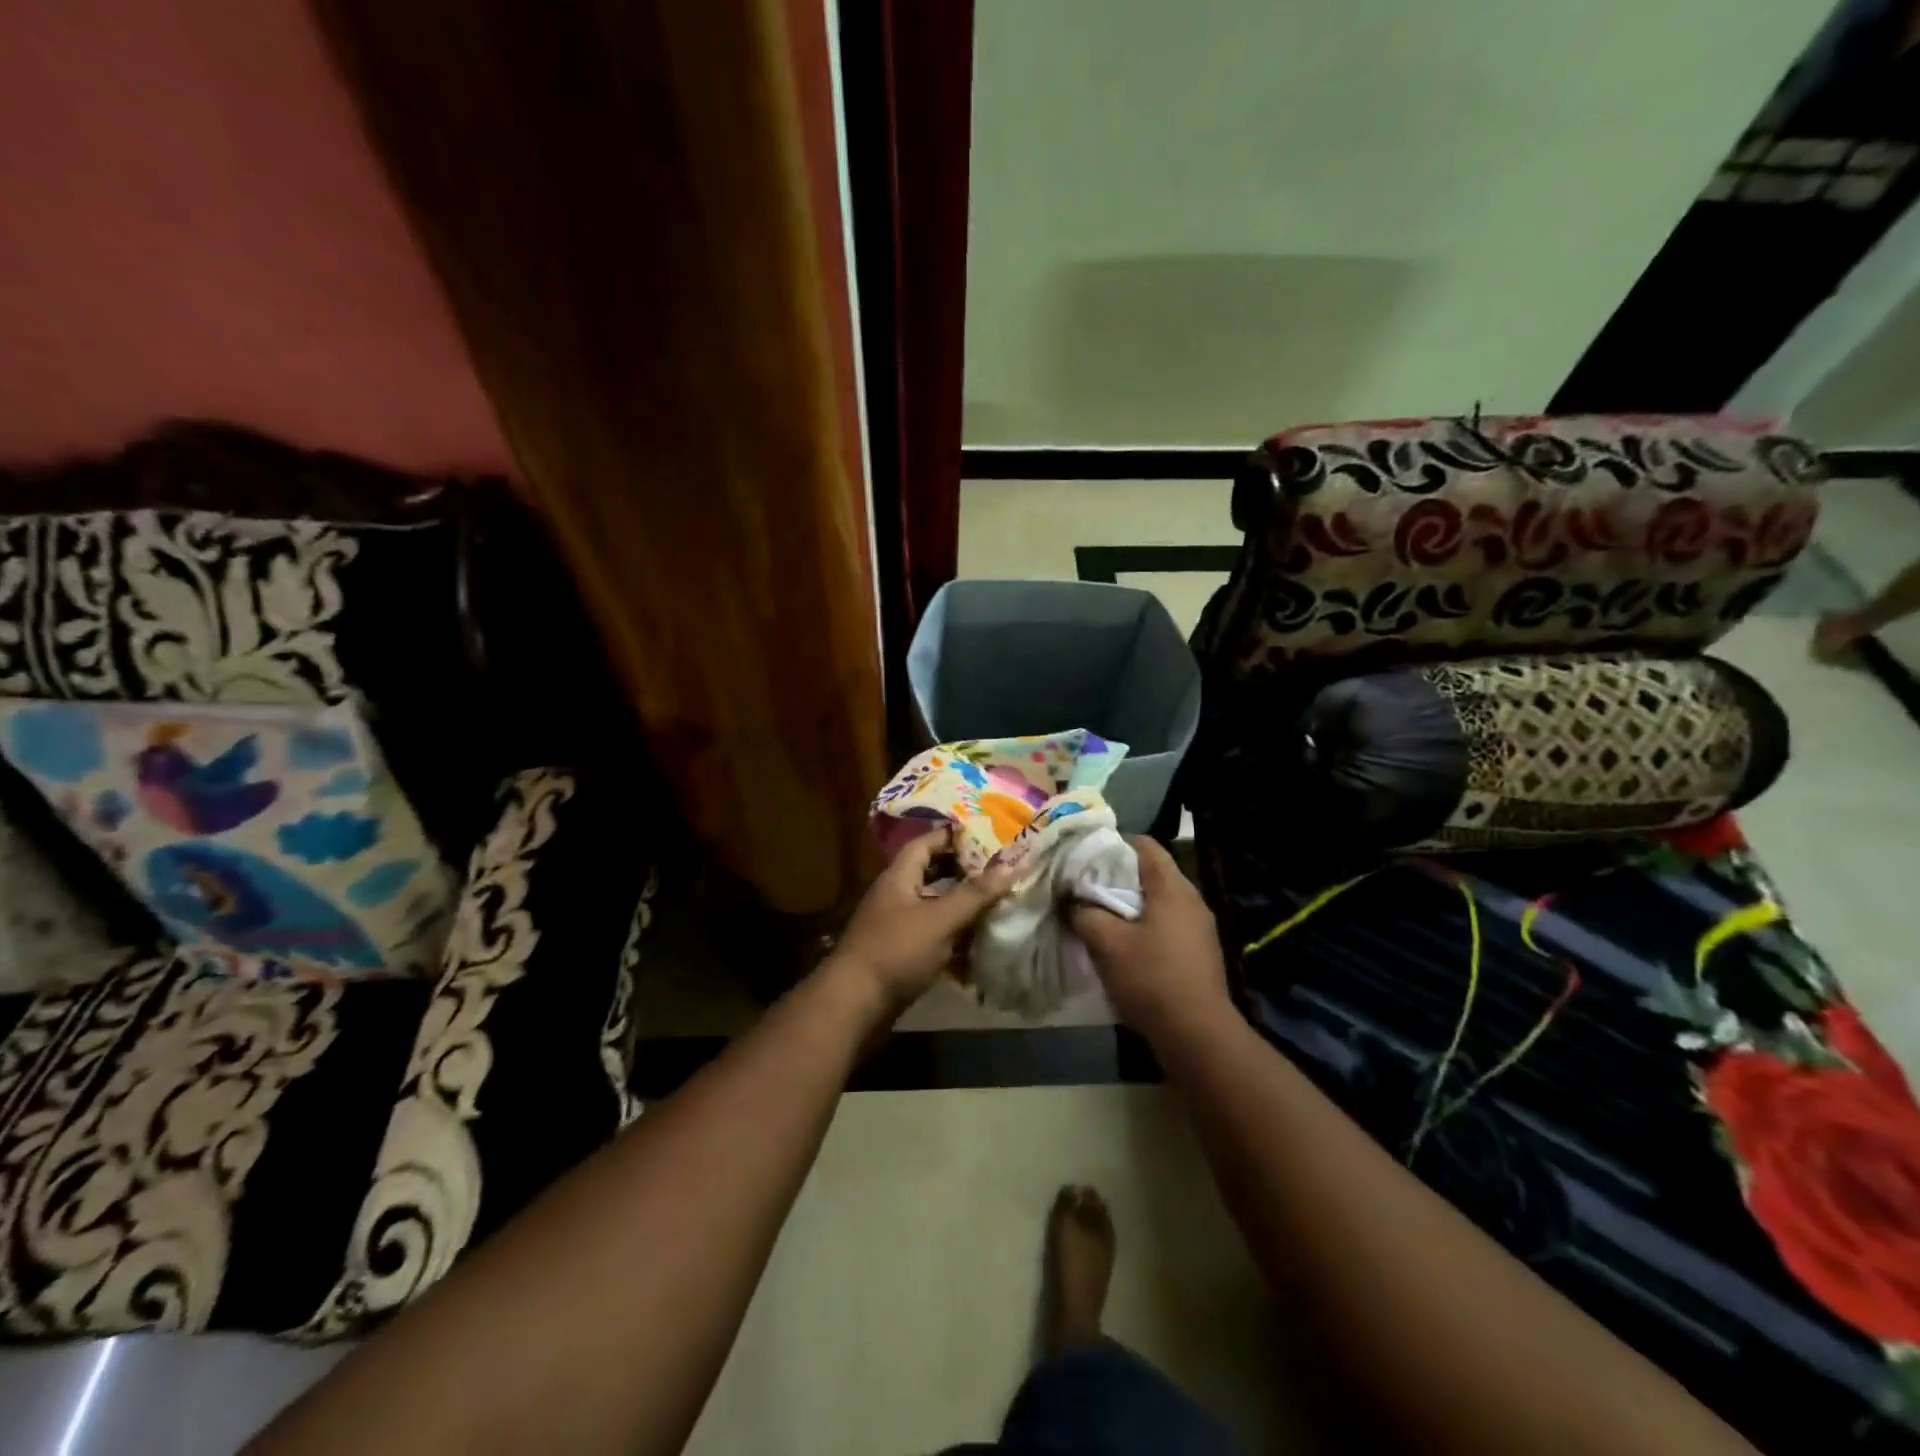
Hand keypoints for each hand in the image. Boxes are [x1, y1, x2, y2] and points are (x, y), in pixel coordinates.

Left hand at [827, 830, 1015, 1020]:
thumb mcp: (940, 919)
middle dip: (964, 874)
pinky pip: (933, 939)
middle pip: (932, 874)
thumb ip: (975, 894)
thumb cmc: (897, 950)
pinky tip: (979, 951)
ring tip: (996, 908)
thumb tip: (1012, 864)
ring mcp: (897, 927)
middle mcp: (897, 896)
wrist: (856, 1004)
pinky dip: (954, 942)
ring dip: (962, 909)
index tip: (985, 835)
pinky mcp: (902, 955)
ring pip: (935, 908)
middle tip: (998, 872)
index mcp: (900, 877)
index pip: (925, 842)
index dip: (952, 836)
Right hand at [1070, 837, 1231, 1042]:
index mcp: (1173, 887)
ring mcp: (1198, 928)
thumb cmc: (1152, 978)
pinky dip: (1141, 927)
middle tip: (1082, 886)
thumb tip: (1069, 899)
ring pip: (1156, 902)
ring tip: (1095, 915)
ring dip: (1127, 906)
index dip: (1112, 844)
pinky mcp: (1197, 952)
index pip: (1144, 845)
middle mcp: (1190, 900)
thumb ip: (1084, 913)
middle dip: (1114, 877)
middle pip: (1149, 873)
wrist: (1198, 1036)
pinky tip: (1120, 945)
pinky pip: (1164, 926)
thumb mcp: (1107, 943)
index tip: (1084, 856)